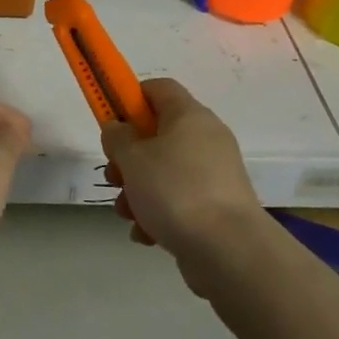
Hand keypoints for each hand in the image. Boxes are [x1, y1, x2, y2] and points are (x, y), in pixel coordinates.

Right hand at [100, 78, 270, 288]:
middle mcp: (206, 139)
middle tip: (114, 176)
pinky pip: (179, 200)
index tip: (111, 122)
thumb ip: (117, 137)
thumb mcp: (132, 158)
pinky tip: (146, 234)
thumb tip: (118, 129)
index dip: (130, 98)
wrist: (228, 250)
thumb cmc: (174, 190)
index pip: (159, 88)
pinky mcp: (217, 207)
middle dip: (128, 157)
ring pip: (165, 171)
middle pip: (158, 134)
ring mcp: (214, 175)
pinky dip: (159, 213)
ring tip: (126, 213)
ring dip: (138, 190)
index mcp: (189, 116)